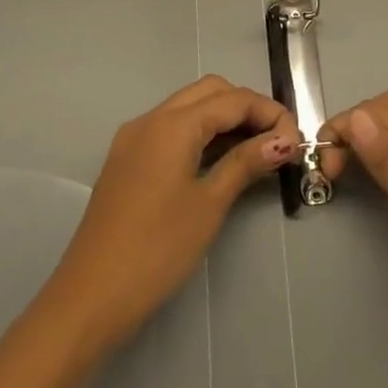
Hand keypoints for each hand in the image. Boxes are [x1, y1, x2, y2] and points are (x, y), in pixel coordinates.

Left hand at [44, 76, 298, 351]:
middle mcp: (150, 119)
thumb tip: (284, 140)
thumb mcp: (210, 204)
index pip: (233, 99)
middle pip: (210, 92)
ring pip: (189, 108)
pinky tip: (221, 161)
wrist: (91, 296)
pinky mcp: (128, 160)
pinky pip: (172, 129)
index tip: (296, 142)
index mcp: (172, 124)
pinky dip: (202, 134)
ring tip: (257, 152)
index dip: (270, 113)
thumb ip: (246, 163)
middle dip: (248, 108)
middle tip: (276, 143)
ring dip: (225, 119)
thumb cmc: (157, 249)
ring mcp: (134, 139)